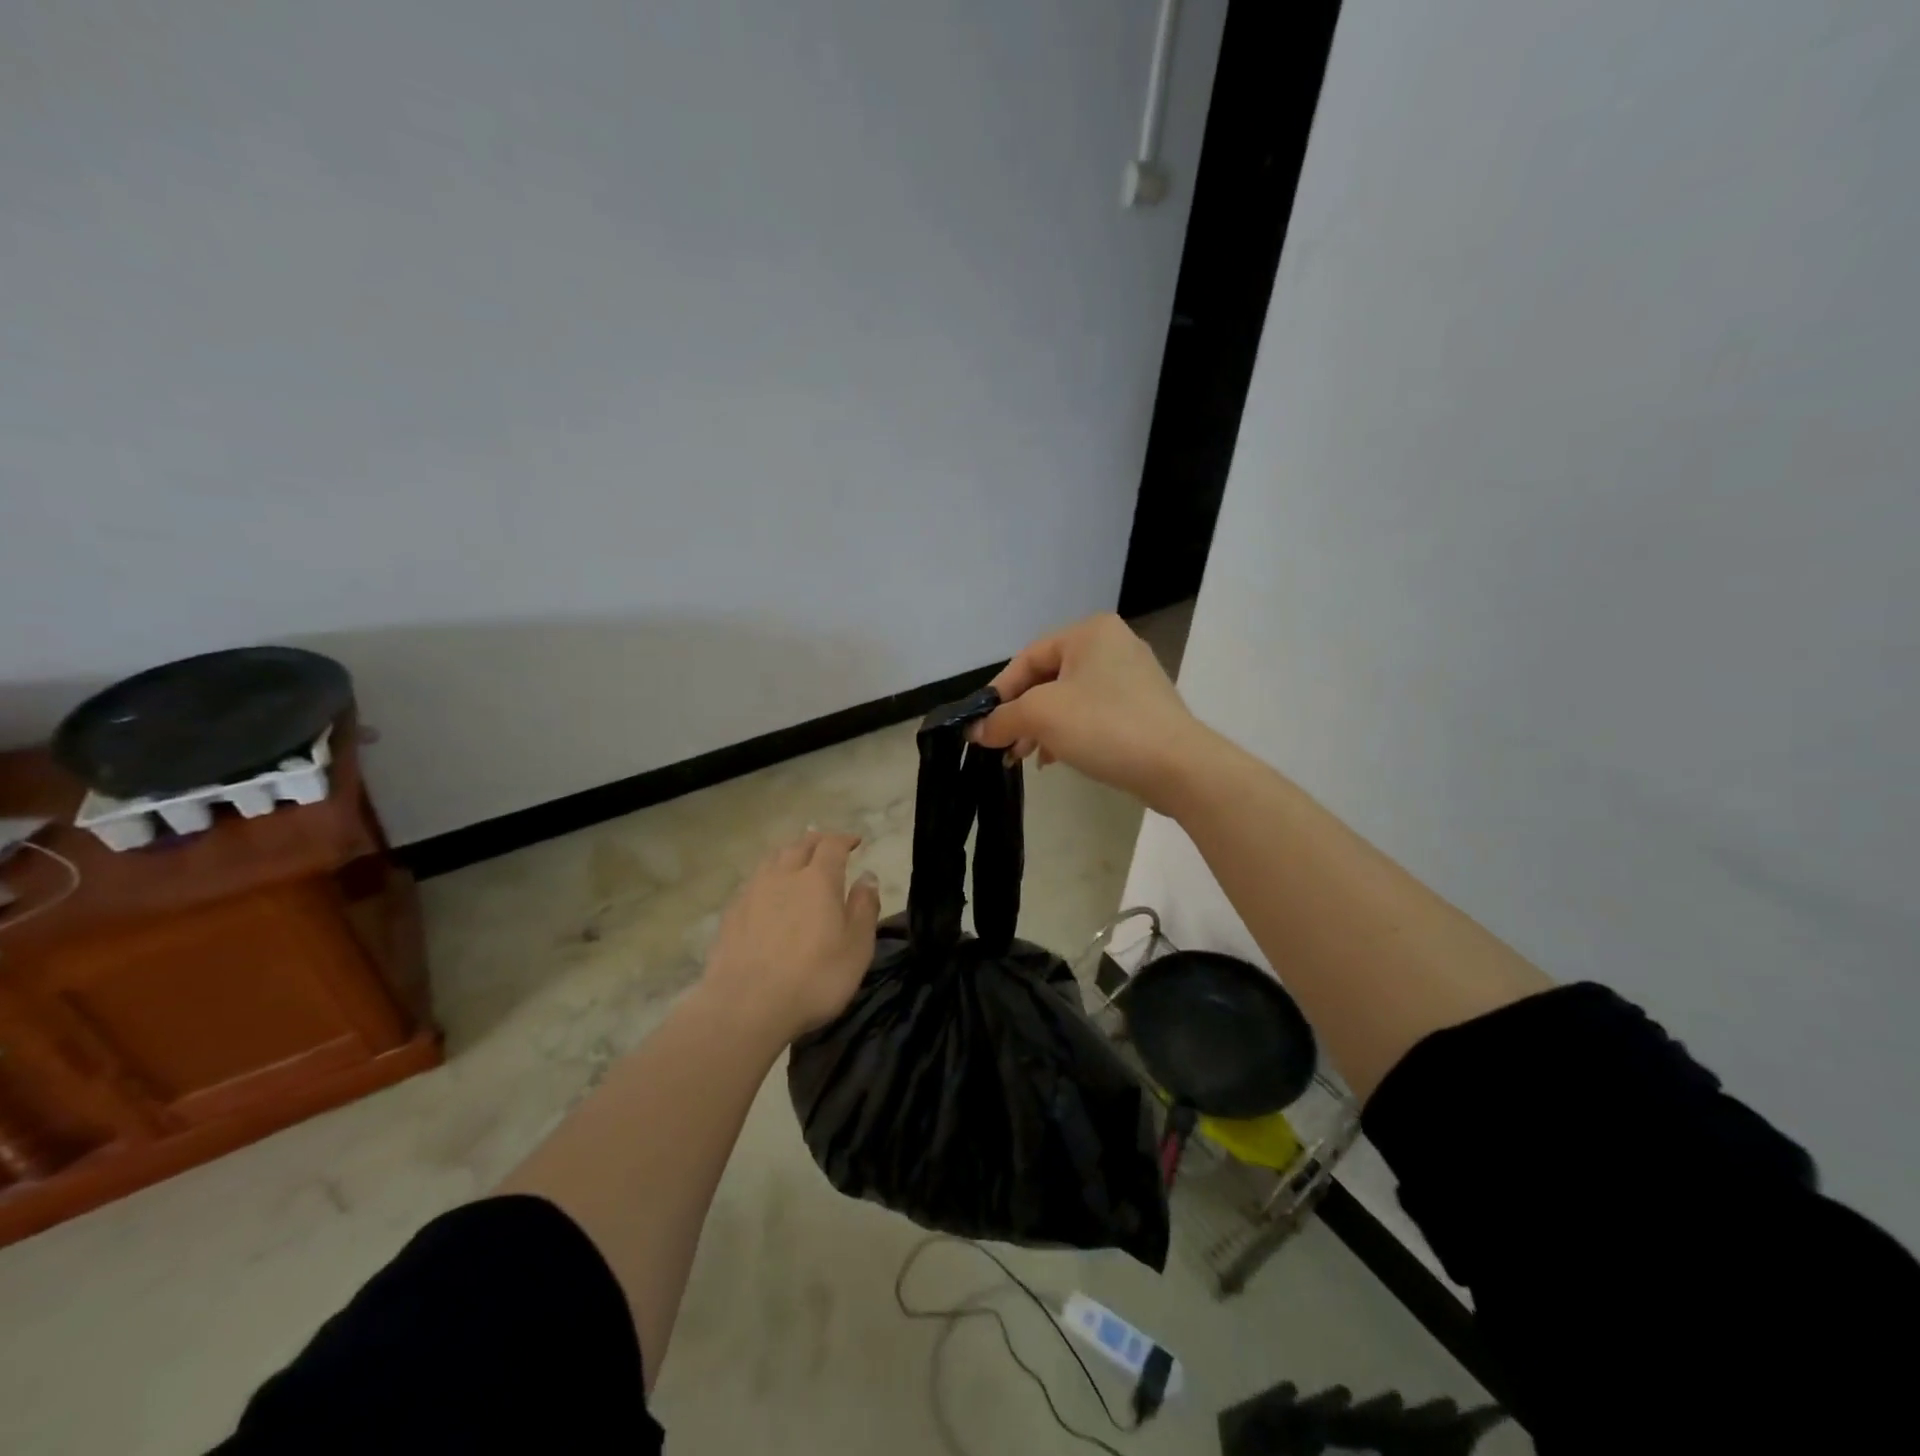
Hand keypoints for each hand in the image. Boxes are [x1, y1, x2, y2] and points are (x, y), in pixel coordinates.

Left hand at [699, 830, 879, 1042]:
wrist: (746, 1006)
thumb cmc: (815, 978)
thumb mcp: (857, 947)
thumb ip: (864, 907)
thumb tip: (867, 876)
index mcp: (819, 879)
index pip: (832, 845)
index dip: (845, 839)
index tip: (855, 841)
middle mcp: (784, 875)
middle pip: (799, 845)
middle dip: (816, 840)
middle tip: (827, 845)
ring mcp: (752, 892)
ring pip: (772, 859)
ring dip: (788, 853)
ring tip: (796, 859)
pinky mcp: (731, 914)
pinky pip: (753, 881)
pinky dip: (767, 877)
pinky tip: (768, 892)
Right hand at [971, 613, 1209, 812]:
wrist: (1178, 766)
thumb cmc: (1104, 726)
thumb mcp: (1042, 716)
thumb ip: (1002, 718)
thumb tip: (974, 730)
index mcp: (1089, 631)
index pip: (1027, 657)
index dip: (999, 692)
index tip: (982, 725)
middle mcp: (1113, 644)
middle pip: (1048, 678)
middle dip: (1021, 714)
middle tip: (1003, 746)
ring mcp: (1132, 677)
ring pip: (1070, 698)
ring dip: (1042, 728)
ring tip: (1025, 758)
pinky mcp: (1143, 707)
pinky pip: (1093, 714)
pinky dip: (1069, 733)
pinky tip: (1056, 759)